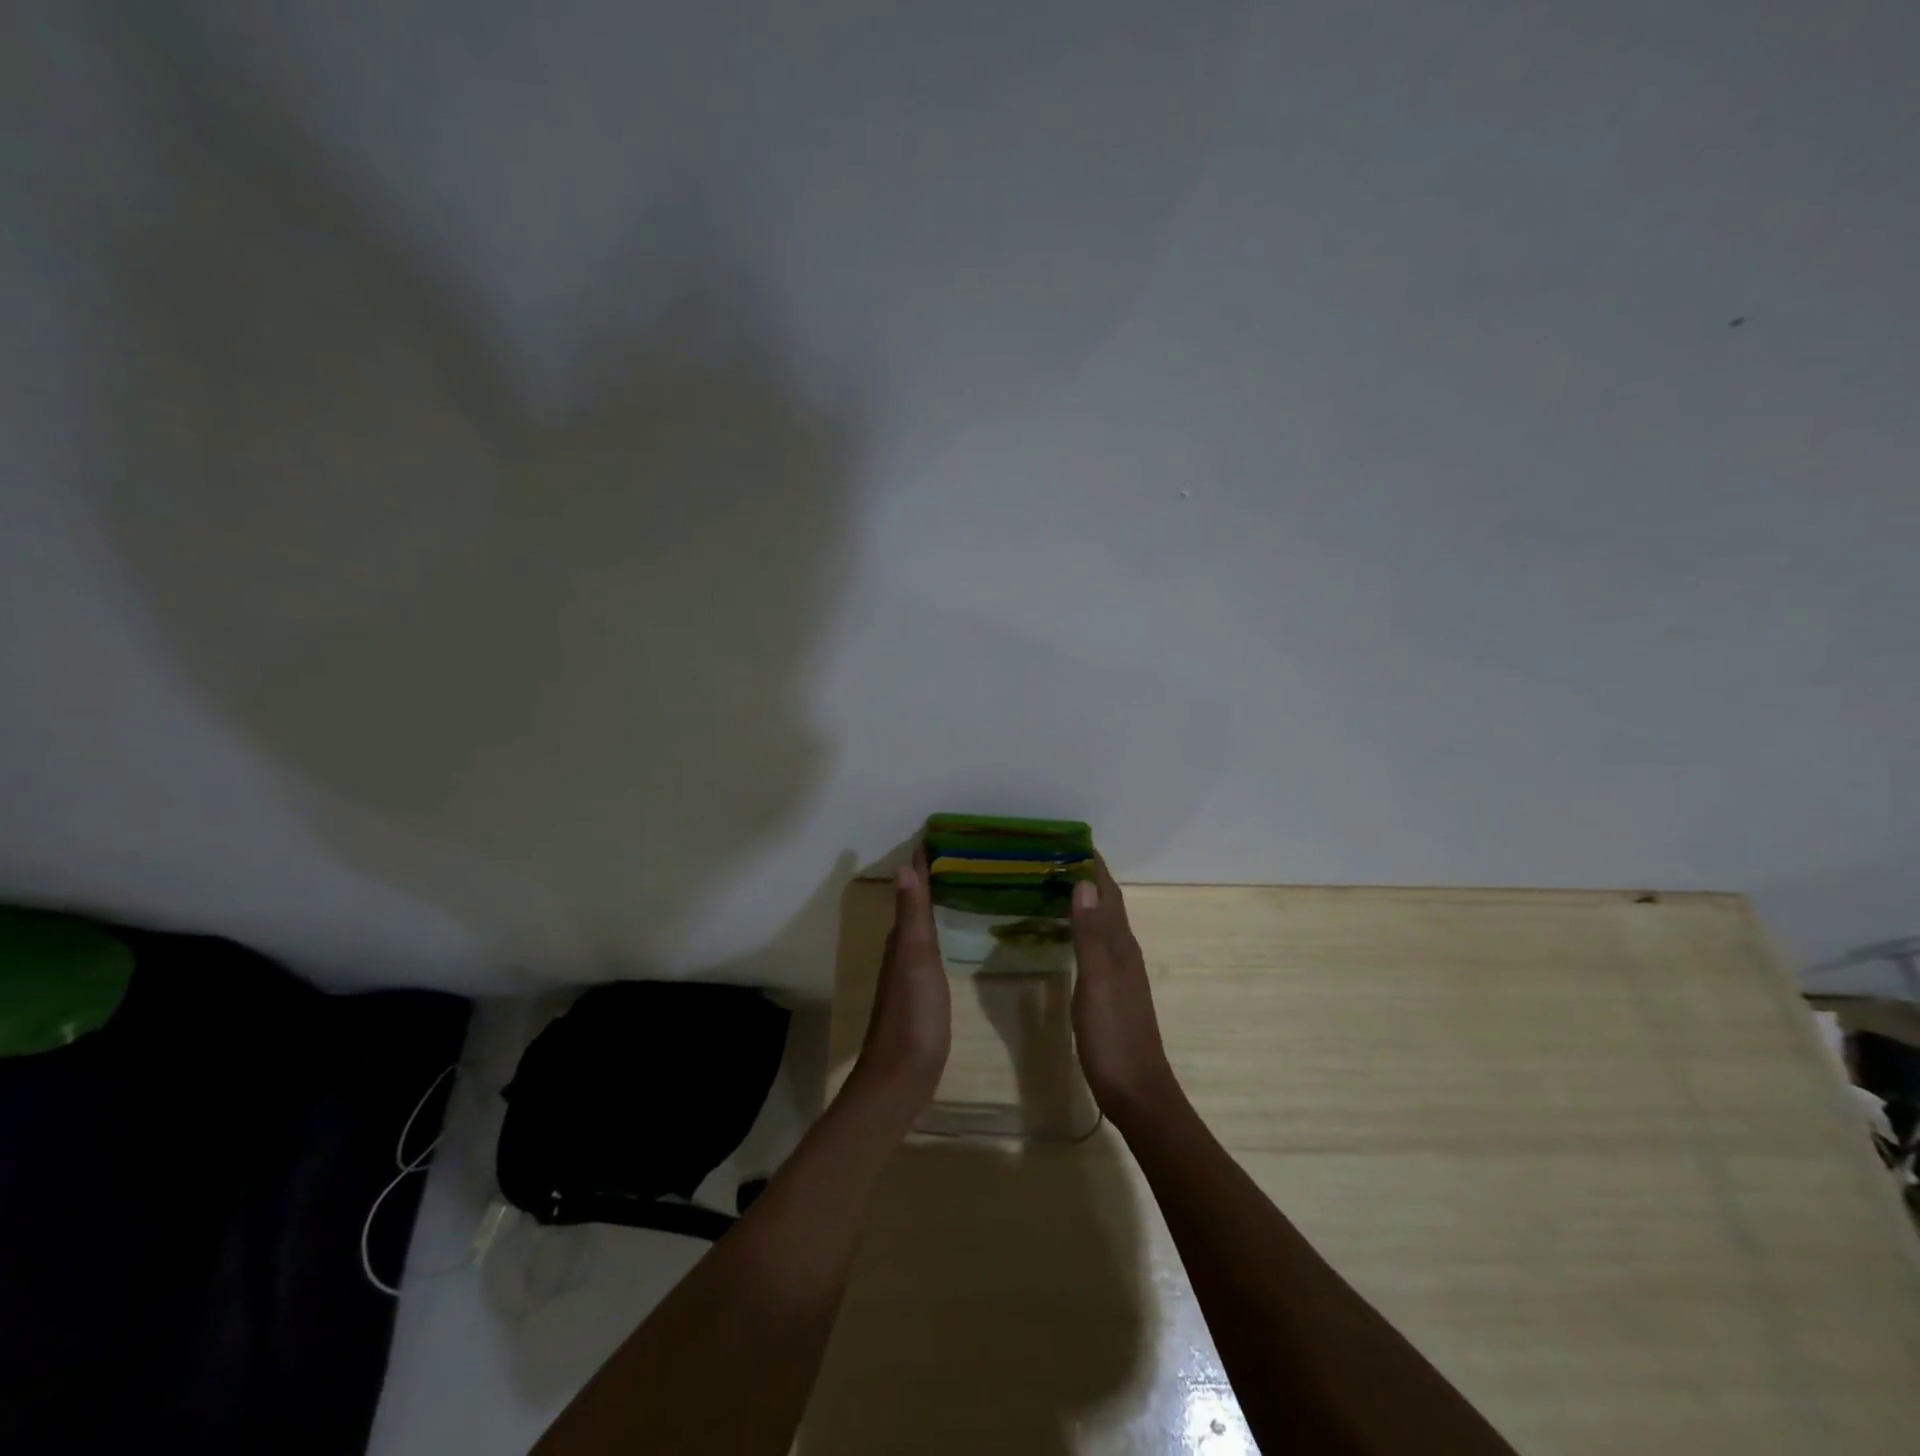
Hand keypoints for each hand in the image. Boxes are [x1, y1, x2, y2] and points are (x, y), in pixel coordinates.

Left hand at [850, 847, 950, 1113]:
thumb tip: (905, 867)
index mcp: (902, 939)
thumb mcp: (916, 959)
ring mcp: (910, 972)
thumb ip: (912, 916)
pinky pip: (930, 947)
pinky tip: (952, 933)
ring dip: (934, 902)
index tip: (939, 835)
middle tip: (958, 853)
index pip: (912, 889)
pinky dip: (939, 929)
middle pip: (915, 903)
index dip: (922, 864)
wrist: (902, 1075)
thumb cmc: (913, 1014)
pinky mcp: (921, 992)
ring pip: (921, 925)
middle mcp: (902, 950)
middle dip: (930, 877)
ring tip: (959, 883)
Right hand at [1071, 855, 1176, 1125]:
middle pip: (1107, 905)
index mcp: (1121, 946)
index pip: (1108, 894)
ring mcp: (1120, 974)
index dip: (1094, 866)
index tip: (1071, 840)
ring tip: (1056, 886)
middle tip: (1054, 859)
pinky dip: (1082, 928)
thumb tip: (1083, 884)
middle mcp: (1124, 953)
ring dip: (1085, 902)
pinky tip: (1067, 935)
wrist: (1137, 1093)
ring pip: (1103, 925)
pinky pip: (1097, 946)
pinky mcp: (1111, 992)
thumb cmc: (1114, 1038)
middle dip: (1087, 878)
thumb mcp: (1097, 984)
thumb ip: (1091, 935)